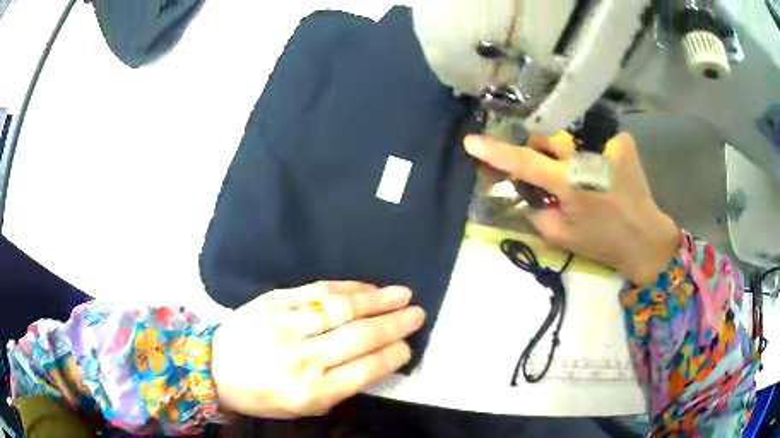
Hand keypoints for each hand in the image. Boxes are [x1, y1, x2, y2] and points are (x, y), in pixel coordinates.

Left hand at [210, 281, 423, 418]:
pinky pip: (317, 290)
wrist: (215, 368)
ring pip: (342, 308)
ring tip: (402, 294)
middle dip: (396, 323)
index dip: (394, 354)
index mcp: (311, 391)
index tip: (409, 345)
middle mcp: (302, 358)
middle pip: (360, 335)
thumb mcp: (304, 405)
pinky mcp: (273, 301)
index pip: (366, 369)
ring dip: (378, 300)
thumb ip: (341, 386)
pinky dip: (347, 287)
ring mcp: (286, 326)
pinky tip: (366, 287)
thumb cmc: (263, 395)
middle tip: (418, 313)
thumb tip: (378, 359)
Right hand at [464, 131, 679, 286]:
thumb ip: (536, 212)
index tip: (471, 141)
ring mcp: (609, 146)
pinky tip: (605, 172)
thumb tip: (523, 192)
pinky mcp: (624, 143)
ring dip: (569, 153)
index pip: (525, 162)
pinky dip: (594, 154)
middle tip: (548, 169)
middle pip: (548, 137)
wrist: (645, 239)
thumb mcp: (561, 236)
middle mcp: (588, 158)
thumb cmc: (602, 243)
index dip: (496, 152)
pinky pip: (597, 140)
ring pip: (572, 137)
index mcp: (570, 185)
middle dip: (541, 149)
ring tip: (583, 175)